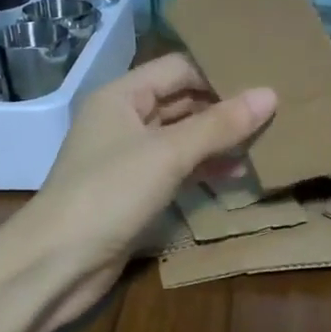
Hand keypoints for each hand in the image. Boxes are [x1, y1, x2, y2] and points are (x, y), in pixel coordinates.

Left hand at [24, 54, 275, 331]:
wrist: (56, 263)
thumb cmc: (110, 193)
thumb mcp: (168, 153)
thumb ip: (220, 124)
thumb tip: (270, 94)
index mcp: (122, 95)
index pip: (178, 68)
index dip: (218, 71)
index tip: (264, 77)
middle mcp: (124, 119)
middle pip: (181, 101)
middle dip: (223, 106)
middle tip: (274, 109)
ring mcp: (129, 157)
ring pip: (182, 137)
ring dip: (219, 139)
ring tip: (265, 140)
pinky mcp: (135, 191)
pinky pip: (177, 168)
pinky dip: (205, 168)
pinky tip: (237, 173)